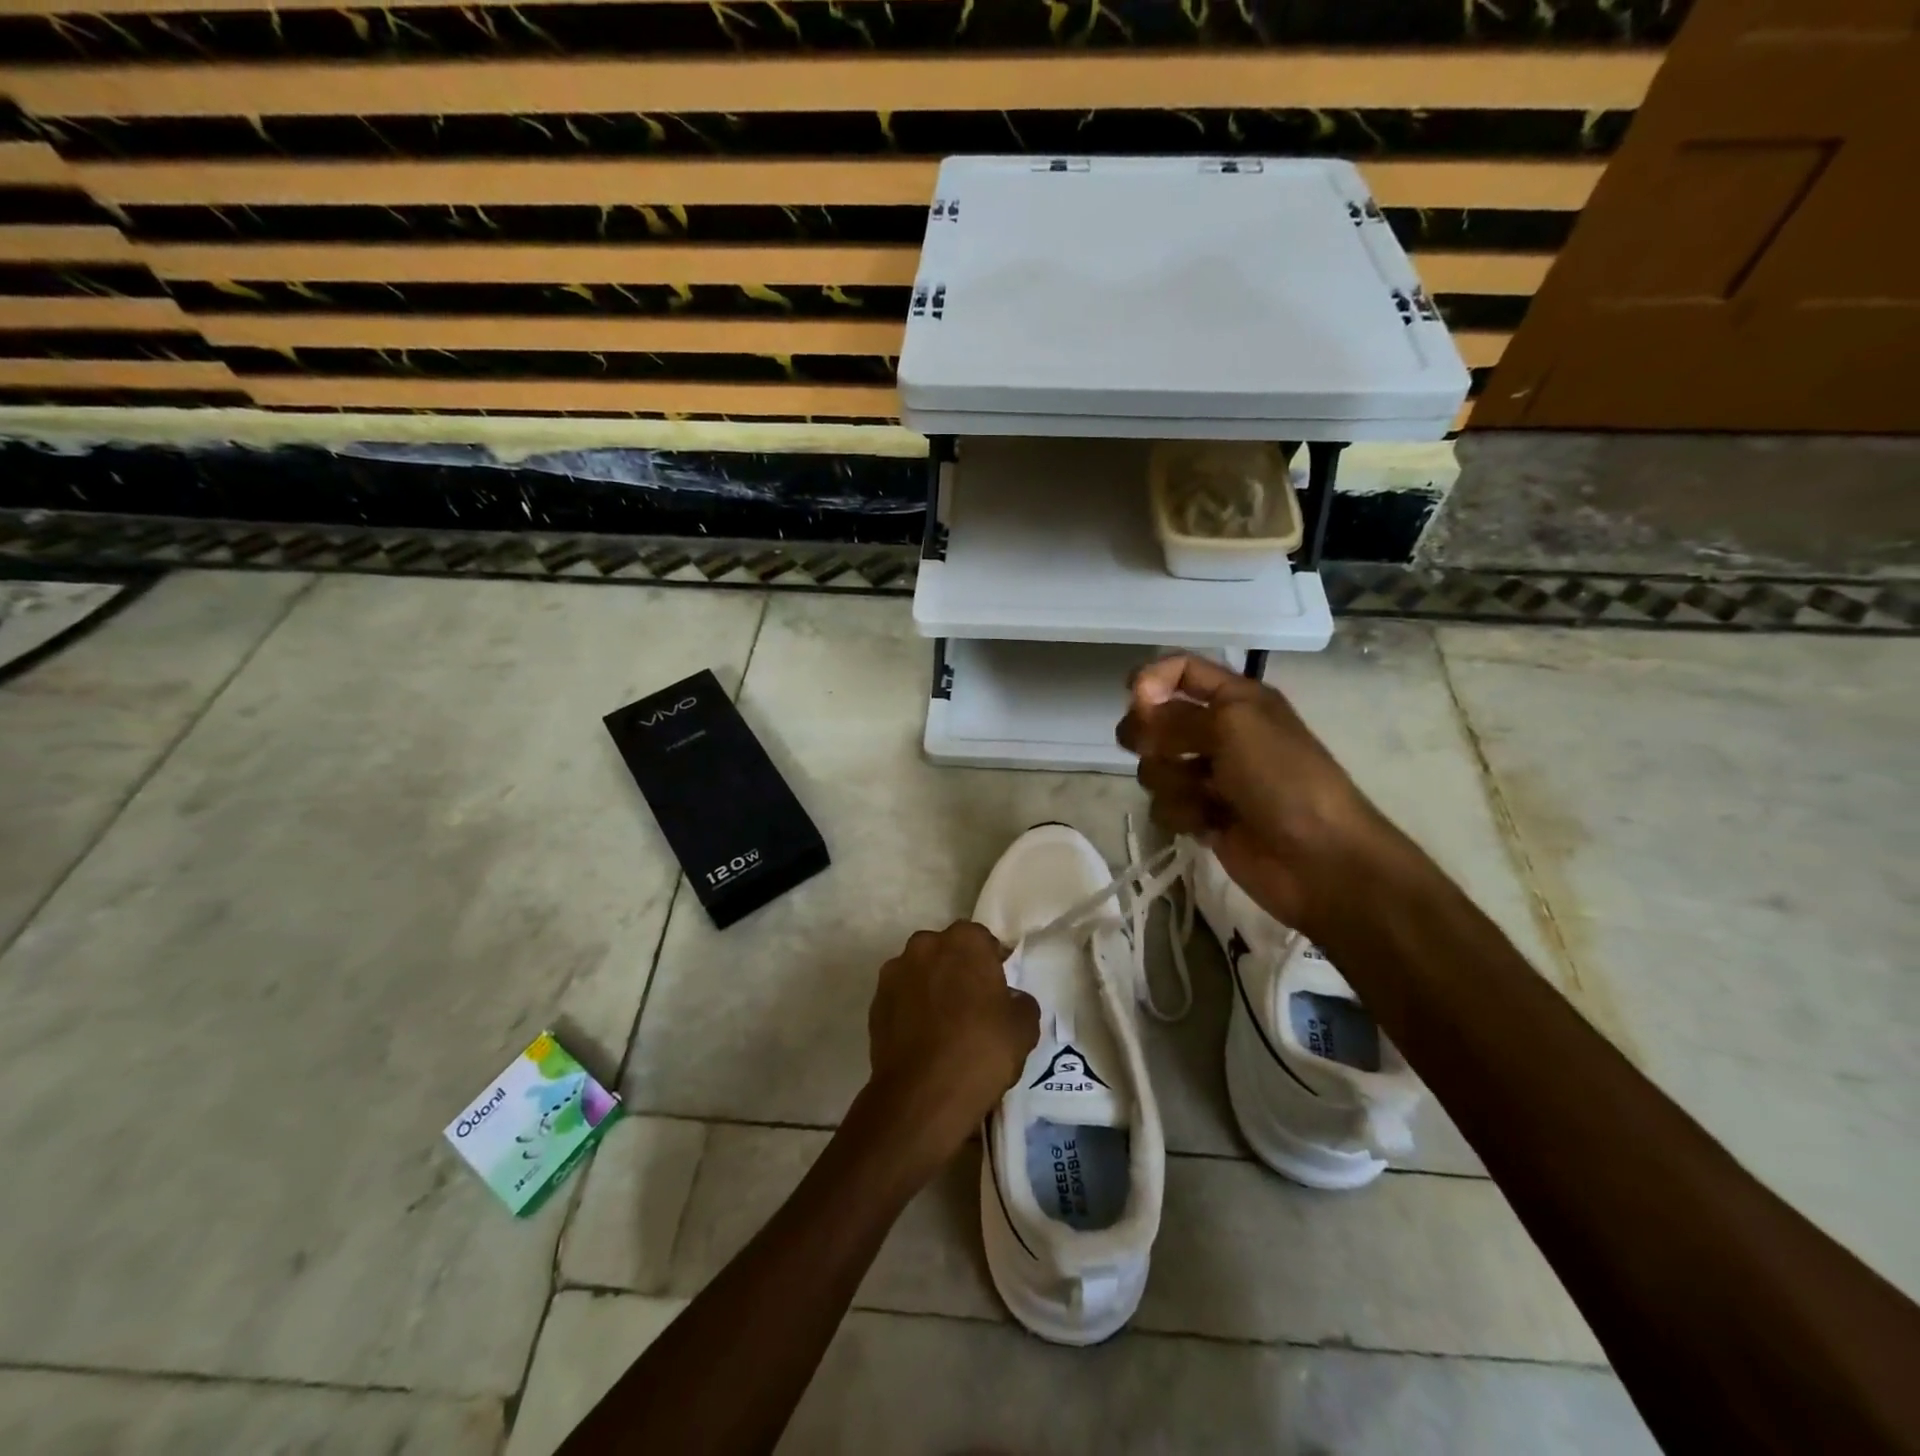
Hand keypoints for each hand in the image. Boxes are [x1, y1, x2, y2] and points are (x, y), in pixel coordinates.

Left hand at [864, 921, 1040, 1172]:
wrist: (923, 1094)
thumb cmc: (981, 1050)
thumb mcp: (1023, 1027)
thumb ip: (1019, 1002)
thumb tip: (1009, 999)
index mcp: (964, 940)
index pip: (982, 940)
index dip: (991, 962)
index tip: (998, 988)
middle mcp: (925, 945)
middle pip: (947, 951)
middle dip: (957, 969)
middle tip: (972, 1004)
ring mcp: (895, 972)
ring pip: (921, 972)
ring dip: (931, 987)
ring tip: (944, 1025)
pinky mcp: (875, 1001)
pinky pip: (901, 998)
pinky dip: (911, 1009)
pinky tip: (923, 1039)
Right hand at [1116, 655, 1398, 940]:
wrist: (1318, 856)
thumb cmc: (1282, 777)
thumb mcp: (1233, 725)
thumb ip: (1177, 714)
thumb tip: (1138, 712)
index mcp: (1235, 699)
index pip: (1182, 670)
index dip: (1153, 678)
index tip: (1132, 698)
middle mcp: (1220, 732)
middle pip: (1156, 720)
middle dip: (1151, 736)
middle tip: (1160, 750)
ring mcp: (1209, 777)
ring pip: (1155, 767)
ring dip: (1172, 782)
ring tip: (1204, 797)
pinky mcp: (1202, 815)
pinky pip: (1164, 806)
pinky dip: (1182, 814)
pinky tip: (1208, 825)